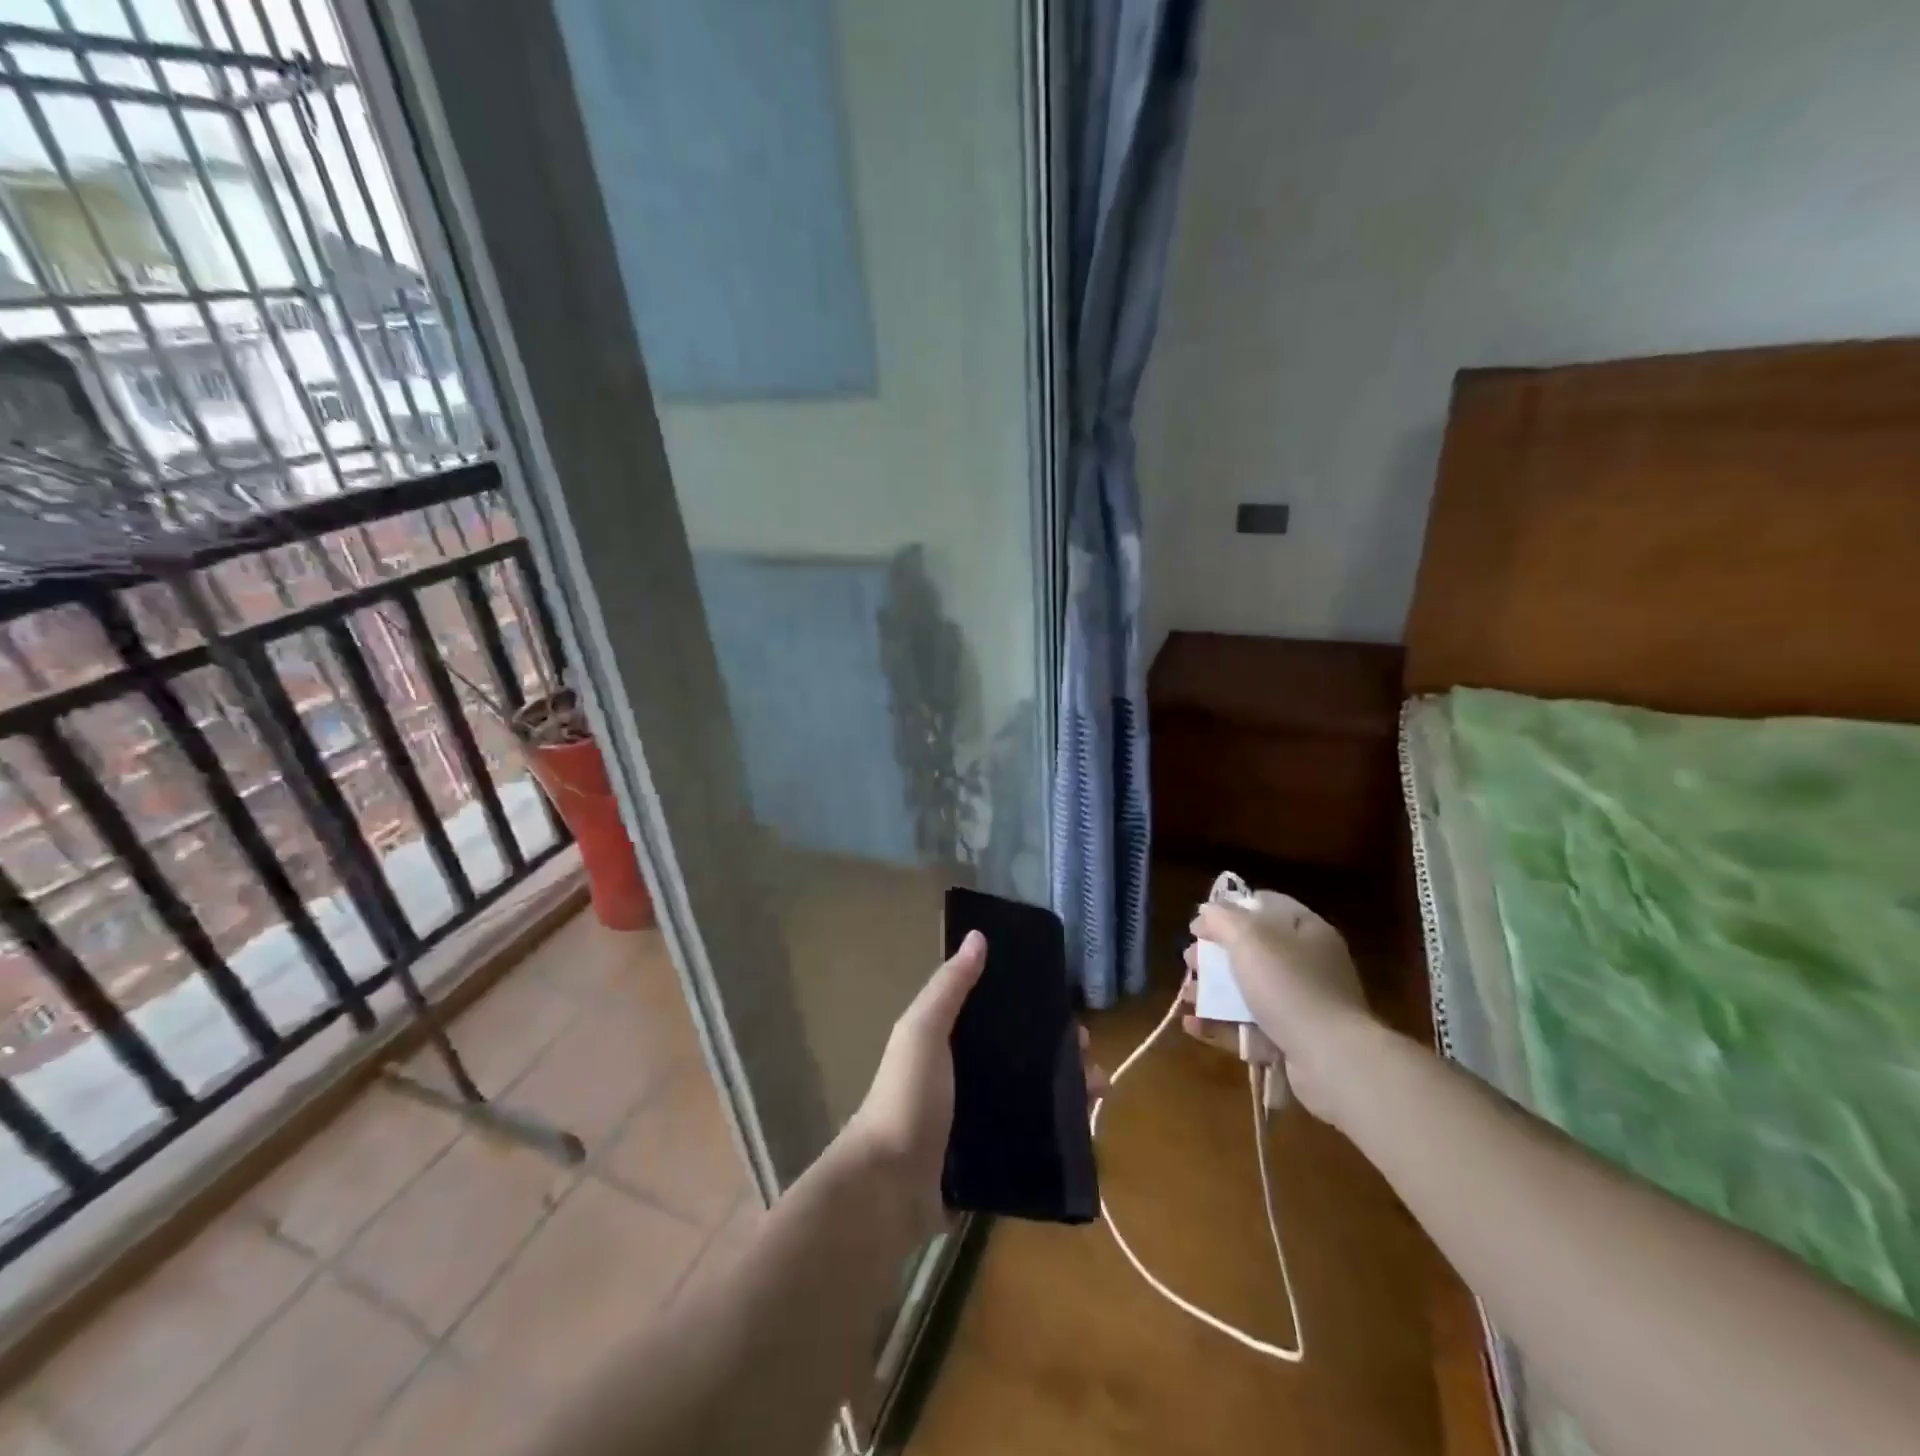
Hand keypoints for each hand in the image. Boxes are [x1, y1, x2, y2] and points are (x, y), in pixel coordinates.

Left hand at [843, 931, 1109, 1241]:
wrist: (890, 1187)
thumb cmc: (908, 1098)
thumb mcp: (924, 1032)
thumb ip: (949, 987)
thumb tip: (978, 936)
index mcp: (948, 1045)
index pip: (997, 1019)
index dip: (1032, 1011)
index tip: (1067, 1010)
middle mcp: (964, 1080)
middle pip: (1022, 1059)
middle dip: (1059, 1055)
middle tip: (1090, 1058)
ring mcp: (977, 1123)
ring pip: (1032, 1099)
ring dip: (1066, 1092)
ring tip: (1098, 1092)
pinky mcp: (988, 1162)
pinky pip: (1030, 1139)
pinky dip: (1057, 1133)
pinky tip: (1086, 1131)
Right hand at [1181, 891, 1375, 1125]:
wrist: (1331, 1060)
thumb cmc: (1289, 986)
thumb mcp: (1250, 939)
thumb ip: (1223, 918)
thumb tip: (1207, 911)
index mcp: (1307, 931)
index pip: (1266, 906)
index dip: (1230, 909)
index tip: (1201, 924)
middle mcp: (1308, 964)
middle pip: (1252, 949)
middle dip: (1214, 954)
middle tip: (1189, 960)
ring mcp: (1302, 1004)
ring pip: (1248, 989)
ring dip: (1212, 990)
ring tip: (1187, 995)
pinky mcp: (1293, 1040)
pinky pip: (1249, 1025)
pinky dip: (1220, 1024)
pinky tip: (1192, 1024)